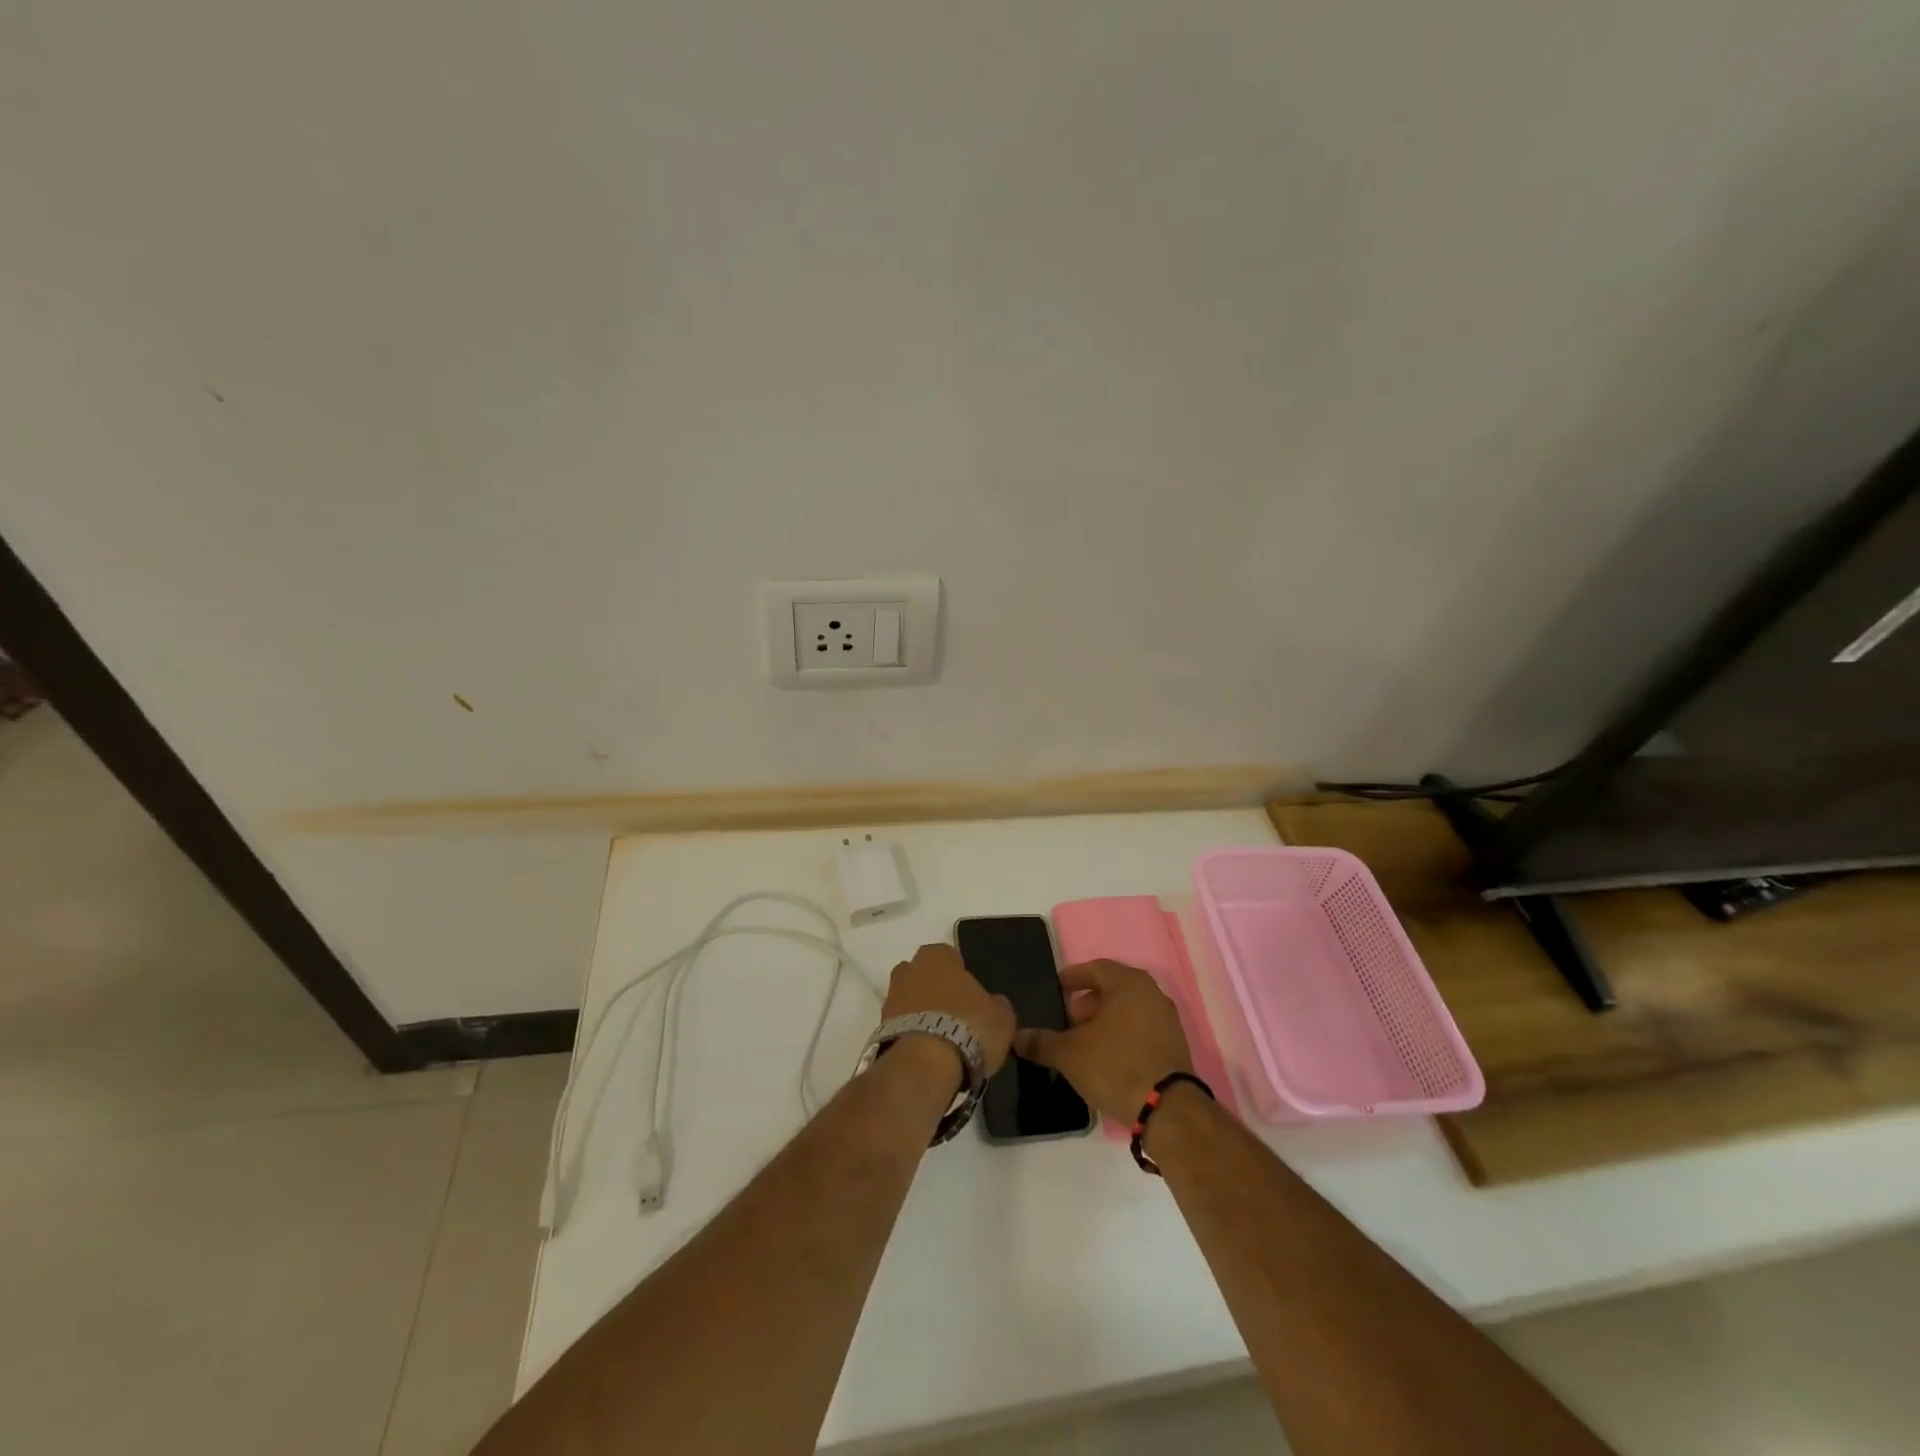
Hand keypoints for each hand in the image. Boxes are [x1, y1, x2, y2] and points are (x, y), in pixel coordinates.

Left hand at [882, 944, 1016, 1075]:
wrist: (924, 1064)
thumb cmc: (968, 1027)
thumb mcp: (1002, 1018)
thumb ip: (997, 1005)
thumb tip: (993, 1004)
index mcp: (938, 955)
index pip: (951, 957)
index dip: (962, 976)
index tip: (971, 998)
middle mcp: (909, 968)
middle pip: (925, 976)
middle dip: (936, 991)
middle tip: (955, 1017)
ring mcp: (890, 998)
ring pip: (910, 1000)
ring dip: (922, 1014)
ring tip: (942, 1041)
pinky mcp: (879, 1028)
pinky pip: (901, 1025)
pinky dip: (911, 1035)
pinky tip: (927, 1054)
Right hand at [1013, 959, 1193, 1123]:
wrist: (1168, 1109)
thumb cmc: (1116, 1066)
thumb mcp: (1069, 1054)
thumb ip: (1041, 1042)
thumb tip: (1015, 1037)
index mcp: (1128, 983)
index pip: (1096, 968)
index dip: (1073, 978)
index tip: (1057, 989)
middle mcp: (1151, 993)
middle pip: (1113, 988)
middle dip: (1088, 1001)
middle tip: (1068, 1019)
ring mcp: (1167, 1019)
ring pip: (1128, 1009)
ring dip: (1106, 1019)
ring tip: (1084, 1041)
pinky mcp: (1175, 1045)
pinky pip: (1141, 1028)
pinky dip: (1123, 1034)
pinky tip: (1107, 1056)